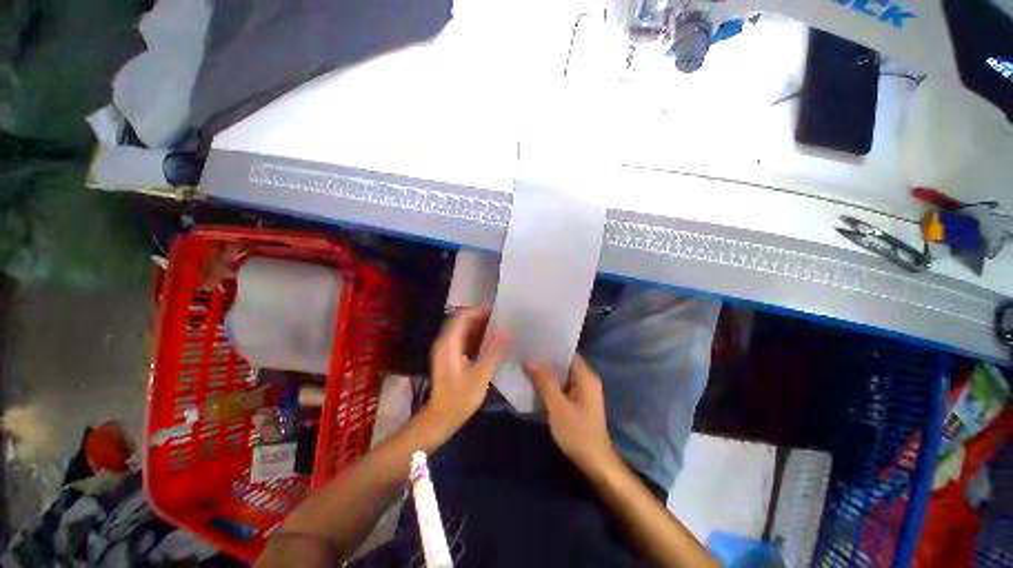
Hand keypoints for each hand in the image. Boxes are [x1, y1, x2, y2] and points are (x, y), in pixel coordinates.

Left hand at [420, 308, 508, 442]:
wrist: (441, 419)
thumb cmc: (459, 397)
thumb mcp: (480, 374)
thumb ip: (494, 351)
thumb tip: (507, 331)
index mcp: (448, 343)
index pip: (462, 317)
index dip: (478, 311)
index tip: (496, 310)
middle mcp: (445, 343)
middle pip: (462, 322)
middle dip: (481, 318)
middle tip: (501, 318)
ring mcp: (446, 351)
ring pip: (463, 331)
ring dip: (479, 327)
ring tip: (499, 327)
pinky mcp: (451, 359)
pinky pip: (464, 341)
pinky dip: (476, 338)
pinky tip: (491, 342)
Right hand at [523, 356, 618, 474]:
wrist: (595, 463)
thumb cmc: (578, 433)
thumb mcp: (557, 406)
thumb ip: (544, 381)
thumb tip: (530, 359)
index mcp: (586, 376)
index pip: (568, 352)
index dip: (551, 347)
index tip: (533, 342)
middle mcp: (586, 379)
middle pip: (564, 362)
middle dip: (546, 359)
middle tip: (525, 352)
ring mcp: (583, 390)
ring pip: (562, 374)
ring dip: (547, 371)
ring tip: (526, 364)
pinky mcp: (578, 400)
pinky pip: (563, 385)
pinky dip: (551, 383)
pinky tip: (535, 382)